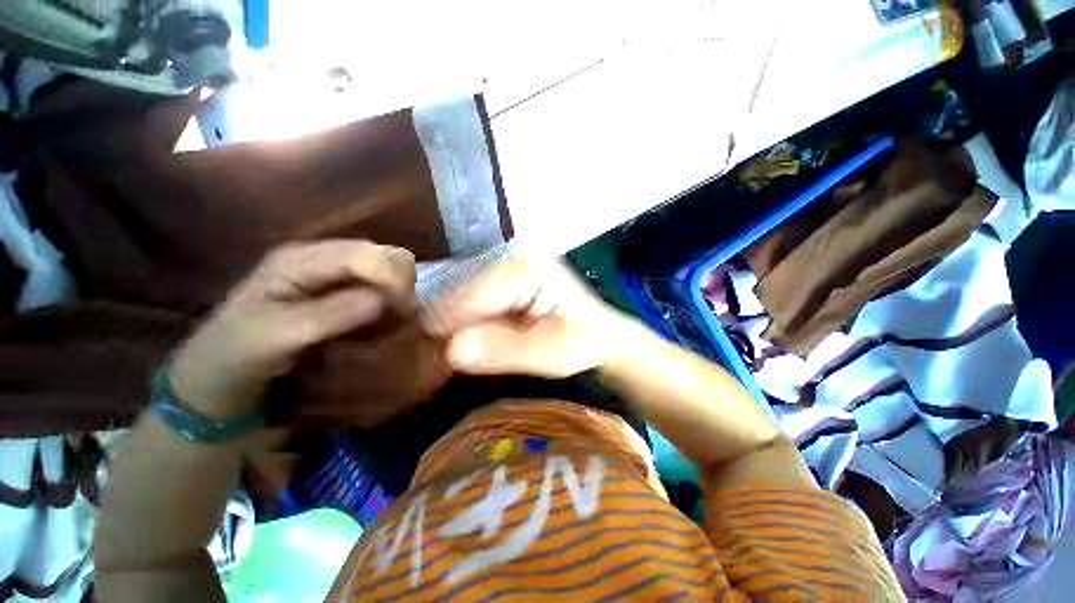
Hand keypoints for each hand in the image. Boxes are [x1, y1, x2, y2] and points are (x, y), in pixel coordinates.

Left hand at [169, 240, 416, 418]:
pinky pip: (384, 292)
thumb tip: (385, 299)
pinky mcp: (344, 294)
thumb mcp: (274, 337)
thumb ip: (330, 314)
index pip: (369, 254)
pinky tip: (377, 327)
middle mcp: (324, 259)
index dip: (393, 280)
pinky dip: (391, 308)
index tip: (401, 315)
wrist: (217, 379)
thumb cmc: (236, 357)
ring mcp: (336, 276)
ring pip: (391, 274)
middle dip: (401, 287)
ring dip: (398, 299)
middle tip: (394, 321)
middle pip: (388, 257)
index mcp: (301, 259)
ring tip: (383, 328)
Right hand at [422, 259, 642, 377]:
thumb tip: (450, 350)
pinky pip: (468, 302)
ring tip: (451, 357)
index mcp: (526, 268)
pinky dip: (462, 324)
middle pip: (458, 294)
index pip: (467, 298)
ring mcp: (505, 264)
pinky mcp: (502, 278)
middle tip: (441, 365)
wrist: (601, 334)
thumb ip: (508, 349)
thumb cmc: (586, 343)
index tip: (433, 364)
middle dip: (447, 330)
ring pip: (458, 298)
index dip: (447, 332)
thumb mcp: (556, 354)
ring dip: (452, 329)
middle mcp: (510, 257)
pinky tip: (468, 342)